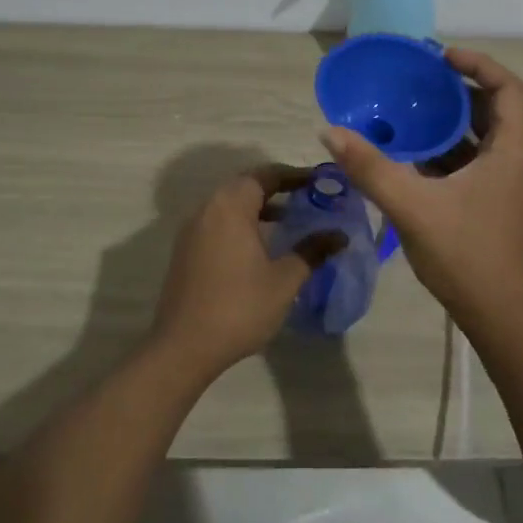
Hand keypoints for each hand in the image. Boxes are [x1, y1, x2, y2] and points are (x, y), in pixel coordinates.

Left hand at [152, 164, 345, 379]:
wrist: (183, 347)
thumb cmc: (239, 307)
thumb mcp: (284, 280)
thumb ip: (312, 251)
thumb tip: (340, 235)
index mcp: (231, 205)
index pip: (266, 174)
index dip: (295, 175)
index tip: (320, 182)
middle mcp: (208, 208)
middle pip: (246, 185)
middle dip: (278, 188)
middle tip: (308, 198)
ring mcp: (193, 229)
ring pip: (231, 204)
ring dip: (259, 207)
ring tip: (289, 221)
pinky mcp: (186, 249)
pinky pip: (219, 222)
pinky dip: (242, 222)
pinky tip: (261, 246)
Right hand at [319, 48, 522, 335]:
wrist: (500, 320)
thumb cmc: (466, 256)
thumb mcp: (412, 207)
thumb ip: (370, 167)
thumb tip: (330, 130)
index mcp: (511, 151)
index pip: (508, 88)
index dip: (478, 64)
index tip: (441, 57)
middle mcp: (514, 160)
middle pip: (494, 108)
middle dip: (457, 90)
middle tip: (417, 80)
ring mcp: (504, 184)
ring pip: (480, 136)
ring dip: (448, 121)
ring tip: (408, 109)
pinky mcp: (491, 202)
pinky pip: (470, 160)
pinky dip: (444, 149)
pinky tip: (410, 154)